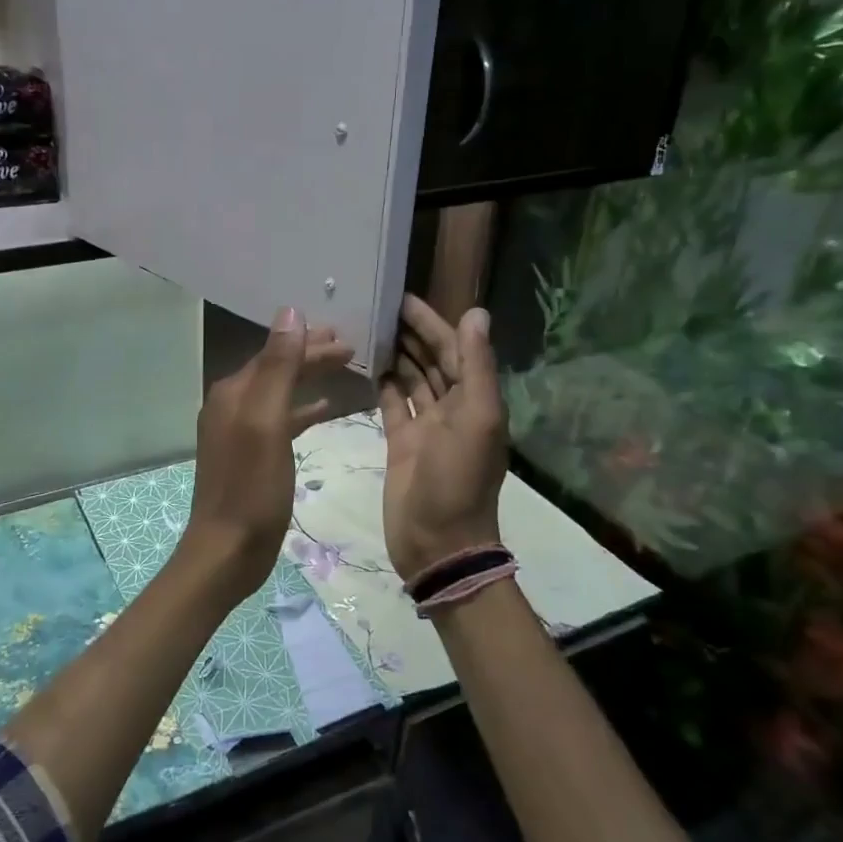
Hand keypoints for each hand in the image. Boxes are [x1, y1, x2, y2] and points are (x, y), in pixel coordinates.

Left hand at [186, 307, 353, 598]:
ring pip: (280, 392)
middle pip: (277, 368)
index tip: (346, 335)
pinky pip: (280, 420)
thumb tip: (290, 313)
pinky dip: (302, 410)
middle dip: (311, 355)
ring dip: (308, 378)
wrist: (227, 549)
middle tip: (350, 347)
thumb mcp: (267, 422)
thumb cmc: (251, 487)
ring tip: (343, 369)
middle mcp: (231, 405)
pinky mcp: (250, 455)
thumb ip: (278, 367)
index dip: (309, 342)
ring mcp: (239, 431)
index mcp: (234, 392)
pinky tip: (324, 410)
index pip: (275, 352)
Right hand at [379, 294, 507, 582]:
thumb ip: (476, 367)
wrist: (436, 544)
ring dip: (397, 354)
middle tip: (378, 305)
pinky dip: (382, 383)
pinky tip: (365, 363)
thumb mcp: (477, 420)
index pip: (455, 349)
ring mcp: (425, 426)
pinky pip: (391, 403)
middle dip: (412, 333)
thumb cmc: (458, 481)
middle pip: (433, 360)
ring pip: (411, 379)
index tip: (404, 297)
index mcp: (476, 400)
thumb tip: (476, 313)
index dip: (434, 322)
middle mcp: (453, 408)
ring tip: (368, 327)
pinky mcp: (400, 441)